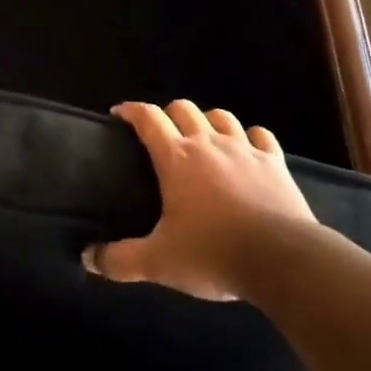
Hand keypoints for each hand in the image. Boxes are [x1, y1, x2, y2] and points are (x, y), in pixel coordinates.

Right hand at [84, 100, 316, 300]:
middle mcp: (208, 143)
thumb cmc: (213, 254)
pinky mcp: (275, 163)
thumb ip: (120, 259)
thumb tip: (88, 258)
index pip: (148, 117)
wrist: (282, 259)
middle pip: (184, 108)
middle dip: (168, 114)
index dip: (131, 110)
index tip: (119, 114)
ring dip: (208, 121)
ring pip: (222, 116)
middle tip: (161, 134)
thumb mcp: (159, 262)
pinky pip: (261, 136)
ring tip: (203, 138)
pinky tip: (248, 149)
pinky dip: (251, 137)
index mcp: (176, 158)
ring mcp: (244, 149)